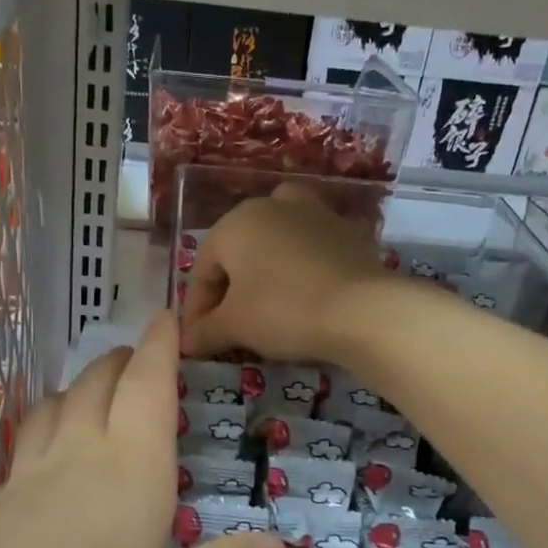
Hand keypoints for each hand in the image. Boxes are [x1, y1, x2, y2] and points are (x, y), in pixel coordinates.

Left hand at [0, 314, 286, 547]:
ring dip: (79, 385)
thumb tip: (281, 546)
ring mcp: (29, 474)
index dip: (160, 346)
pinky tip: (49, 455)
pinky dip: (47, 424)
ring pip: (56, 404)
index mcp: (133, 466)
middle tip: (137, 357)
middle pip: (98, 382)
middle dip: (121, 359)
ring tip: (93, 394)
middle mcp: (79, 454)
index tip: (165, 319)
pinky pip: (27, 440)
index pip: (148, 383)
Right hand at [181, 185, 392, 362]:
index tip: (196, 341)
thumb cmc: (282, 310)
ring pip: (276, 245)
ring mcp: (314, 213)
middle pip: (239, 253)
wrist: (361, 309)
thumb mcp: (234, 326)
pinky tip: (303, 299)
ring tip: (266, 307)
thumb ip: (205, 331)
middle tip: (229, 328)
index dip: (196, 310)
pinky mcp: (346, 231)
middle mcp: (271, 206)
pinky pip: (310, 251)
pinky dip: (299, 271)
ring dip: (265, 274)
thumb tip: (186, 342)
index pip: (203, 270)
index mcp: (235, 222)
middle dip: (230, 290)